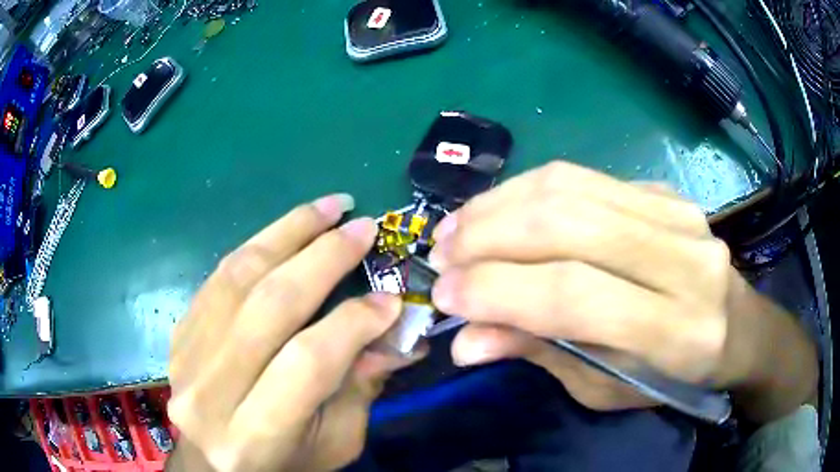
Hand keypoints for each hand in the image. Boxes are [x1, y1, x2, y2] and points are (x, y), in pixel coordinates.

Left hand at [167, 194, 419, 471]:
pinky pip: (218, 277)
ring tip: (327, 208)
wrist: (215, 465)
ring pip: (237, 278)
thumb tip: (392, 327)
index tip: (391, 298)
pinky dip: (257, 247)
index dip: (354, 322)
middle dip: (323, 257)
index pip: (307, 361)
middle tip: (363, 226)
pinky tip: (286, 231)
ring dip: (287, 232)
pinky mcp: (178, 333)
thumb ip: (360, 386)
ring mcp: (185, 358)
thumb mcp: (334, 442)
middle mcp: (210, 394)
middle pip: (268, 307)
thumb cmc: (284, 464)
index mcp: (254, 436)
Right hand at [428, 162, 740, 410]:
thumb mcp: (607, 386)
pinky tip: (498, 210)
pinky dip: (527, 190)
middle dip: (488, 237)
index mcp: (677, 330)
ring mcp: (677, 212)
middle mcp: (684, 260)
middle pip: (570, 226)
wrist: (734, 325)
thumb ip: (542, 353)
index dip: (498, 292)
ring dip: (499, 205)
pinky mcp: (663, 190)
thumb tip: (466, 340)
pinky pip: (583, 177)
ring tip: (457, 229)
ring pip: (571, 188)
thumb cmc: (671, 374)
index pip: (574, 296)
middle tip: (441, 255)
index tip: (445, 297)